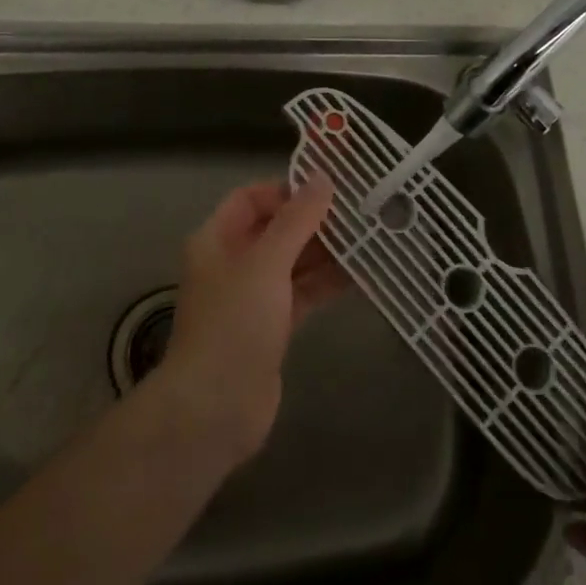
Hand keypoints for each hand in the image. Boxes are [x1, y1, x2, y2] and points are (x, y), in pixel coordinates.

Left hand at [160, 175, 344, 462]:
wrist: (216, 406)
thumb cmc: (235, 323)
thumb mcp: (266, 263)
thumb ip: (296, 220)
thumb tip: (322, 178)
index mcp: (217, 240)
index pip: (250, 199)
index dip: (286, 191)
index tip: (328, 190)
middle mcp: (232, 263)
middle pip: (275, 230)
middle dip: (314, 221)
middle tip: (359, 212)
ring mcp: (252, 297)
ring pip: (292, 263)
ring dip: (325, 253)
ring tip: (369, 239)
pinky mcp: (272, 327)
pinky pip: (301, 294)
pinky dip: (326, 284)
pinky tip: (361, 276)